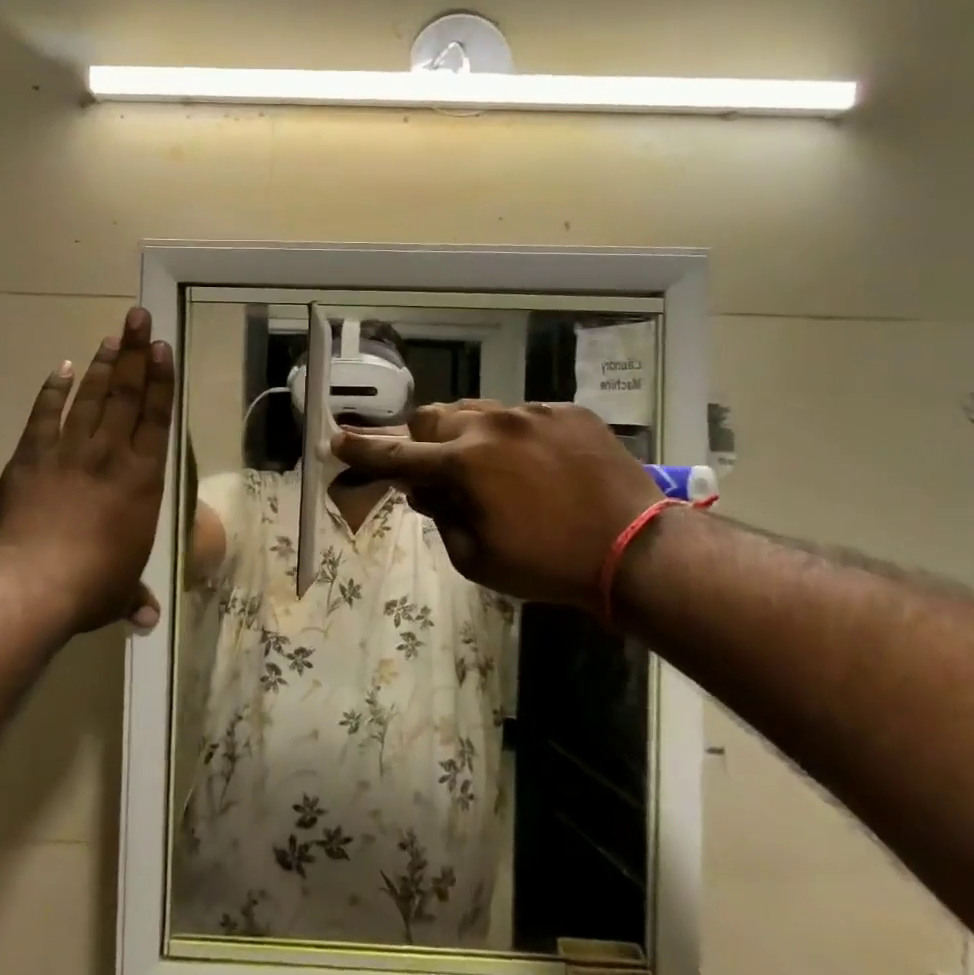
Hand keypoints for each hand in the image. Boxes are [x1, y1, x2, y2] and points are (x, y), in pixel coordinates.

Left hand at [0, 307, 174, 633]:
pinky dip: (53, 391)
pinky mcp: (31, 457)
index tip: (162, 348)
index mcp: (142, 479)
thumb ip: (132, 597)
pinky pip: (45, 415)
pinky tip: (62, 368)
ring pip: (91, 397)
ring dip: (102, 364)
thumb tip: (147, 619)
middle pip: (126, 394)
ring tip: (112, 335)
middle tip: (139, 318)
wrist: (29, 583)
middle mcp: (110, 454)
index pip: (156, 418)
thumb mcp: (117, 593)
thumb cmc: (89, 586)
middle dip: (134, 353)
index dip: (160, 381)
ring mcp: (68, 451)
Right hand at [334, 400, 661, 609]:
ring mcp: (532, 412)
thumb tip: (424, 490)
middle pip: (434, 416)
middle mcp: (491, 425)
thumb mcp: (477, 559)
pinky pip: (523, 415)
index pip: (398, 455)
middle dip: (422, 440)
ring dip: (467, 435)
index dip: (364, 451)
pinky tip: (536, 466)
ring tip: (488, 467)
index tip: (337, 439)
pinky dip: (513, 437)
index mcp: (463, 464)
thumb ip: (439, 517)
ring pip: (478, 410)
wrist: (636, 549)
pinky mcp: (566, 411)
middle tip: (433, 467)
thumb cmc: (548, 564)